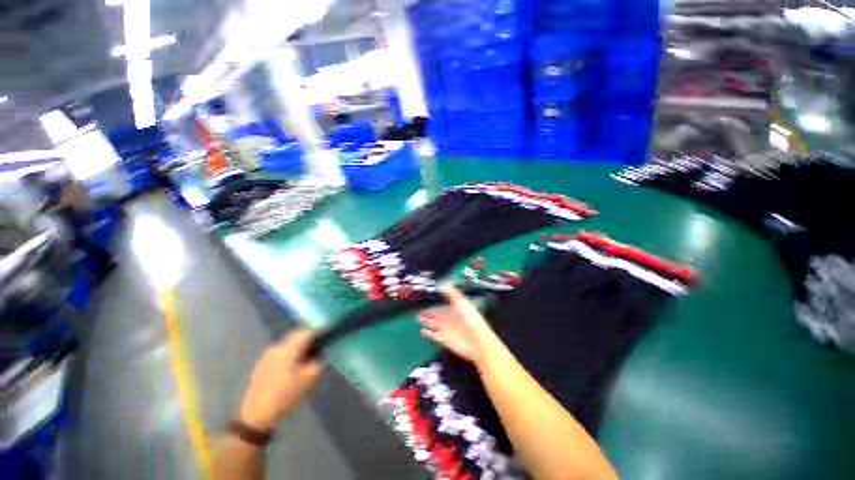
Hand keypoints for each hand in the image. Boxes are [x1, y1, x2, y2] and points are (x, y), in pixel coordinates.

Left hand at [239, 329, 322, 430]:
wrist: (255, 415)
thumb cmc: (285, 396)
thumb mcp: (309, 380)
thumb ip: (319, 363)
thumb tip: (321, 353)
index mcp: (290, 348)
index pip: (308, 331)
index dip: (320, 332)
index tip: (328, 337)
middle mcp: (278, 346)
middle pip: (297, 335)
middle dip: (309, 338)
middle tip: (319, 346)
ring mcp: (267, 354)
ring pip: (288, 343)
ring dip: (298, 346)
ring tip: (306, 356)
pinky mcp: (261, 364)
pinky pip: (280, 351)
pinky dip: (289, 353)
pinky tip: (292, 365)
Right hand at [419, 285, 498, 365]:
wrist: (477, 339)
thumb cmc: (470, 318)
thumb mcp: (461, 301)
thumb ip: (452, 292)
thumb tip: (443, 284)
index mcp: (454, 310)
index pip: (441, 307)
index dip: (434, 305)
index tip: (426, 302)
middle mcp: (450, 320)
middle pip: (436, 316)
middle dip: (428, 314)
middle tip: (419, 312)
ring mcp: (447, 330)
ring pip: (434, 324)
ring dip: (426, 322)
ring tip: (418, 319)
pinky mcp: (445, 340)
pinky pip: (434, 336)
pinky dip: (428, 333)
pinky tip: (422, 331)